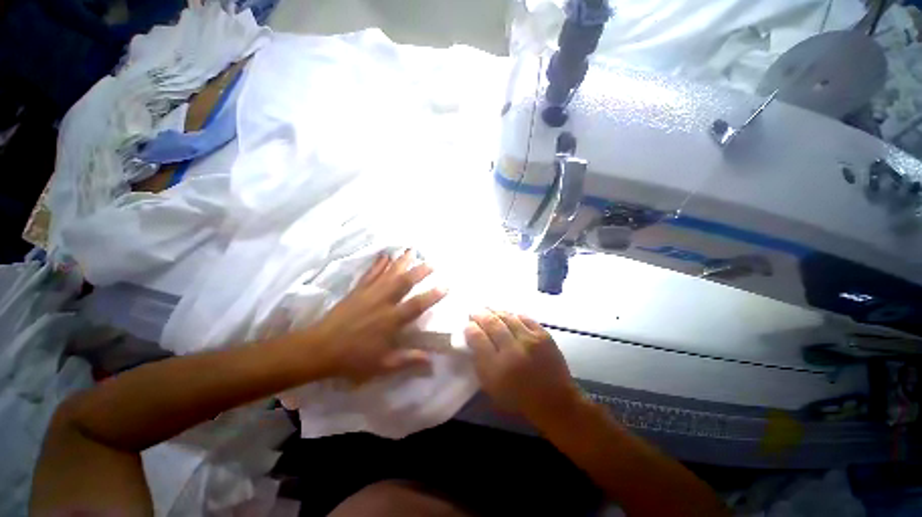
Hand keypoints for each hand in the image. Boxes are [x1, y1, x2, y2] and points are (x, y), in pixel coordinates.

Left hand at [306, 250, 446, 382]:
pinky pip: (370, 274)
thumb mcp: (382, 364)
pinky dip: (378, 264)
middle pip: (403, 282)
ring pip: (388, 274)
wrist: (319, 349)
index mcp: (391, 320)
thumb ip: (408, 359)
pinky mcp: (357, 291)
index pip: (416, 305)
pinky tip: (384, 256)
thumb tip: (431, 361)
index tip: (446, 285)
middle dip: (419, 271)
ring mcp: (369, 294)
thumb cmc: (353, 358)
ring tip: (411, 251)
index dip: (432, 295)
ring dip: (401, 262)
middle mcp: (382, 302)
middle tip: (431, 262)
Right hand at [465, 310, 581, 423]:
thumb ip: (479, 361)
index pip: (477, 338)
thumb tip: (473, 337)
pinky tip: (508, 316)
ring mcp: (530, 340)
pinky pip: (524, 317)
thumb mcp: (491, 386)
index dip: (470, 328)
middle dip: (480, 315)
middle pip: (491, 323)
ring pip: (507, 317)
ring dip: (495, 311)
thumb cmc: (518, 397)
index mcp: (496, 368)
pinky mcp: (544, 335)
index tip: (468, 325)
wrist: (554, 400)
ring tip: (489, 310)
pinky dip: (514, 315)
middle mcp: (513, 350)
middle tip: (474, 312)